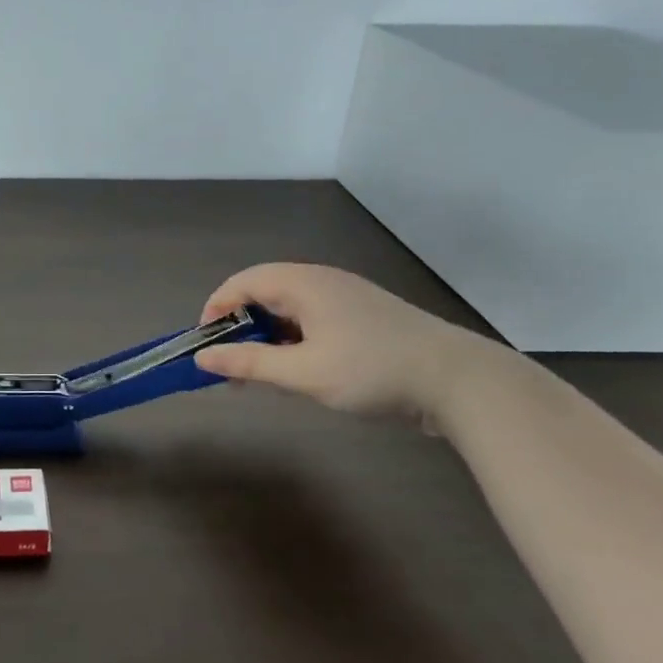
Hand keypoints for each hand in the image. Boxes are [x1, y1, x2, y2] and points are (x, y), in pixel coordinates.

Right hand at [192, 262, 489, 422]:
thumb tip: (202, 357)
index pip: (241, 282)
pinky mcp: (363, 317)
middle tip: (233, 368)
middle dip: (240, 328)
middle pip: (263, 293)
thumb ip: (249, 363)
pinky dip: (293, 341)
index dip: (216, 310)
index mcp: (303, 283)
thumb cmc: (372, 371)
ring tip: (265, 375)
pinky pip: (312, 320)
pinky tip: (301, 372)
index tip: (206, 347)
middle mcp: (321, 281)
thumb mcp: (303, 373)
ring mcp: (345, 297)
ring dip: (267, 337)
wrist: (459, 381)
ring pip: (288, 309)